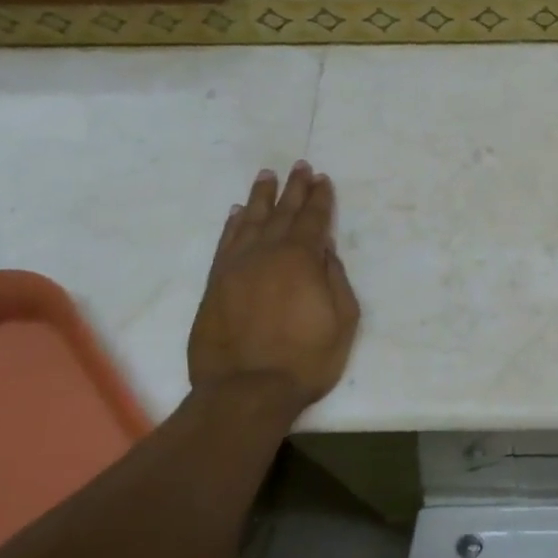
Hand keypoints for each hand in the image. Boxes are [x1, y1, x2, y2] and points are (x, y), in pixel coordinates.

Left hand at [188, 162, 359, 418]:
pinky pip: (225, 243)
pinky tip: (237, 212)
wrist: (245, 391)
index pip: (314, 220)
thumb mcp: (342, 321)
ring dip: (261, 197)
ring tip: (267, 176)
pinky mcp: (215, 284)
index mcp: (301, 259)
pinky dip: (232, 224)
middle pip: (283, 213)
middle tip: (299, 166)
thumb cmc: (306, 360)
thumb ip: (335, 280)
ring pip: (250, 221)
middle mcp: (267, 253)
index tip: (322, 178)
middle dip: (294, 188)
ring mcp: (237, 267)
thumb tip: (325, 250)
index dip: (320, 198)